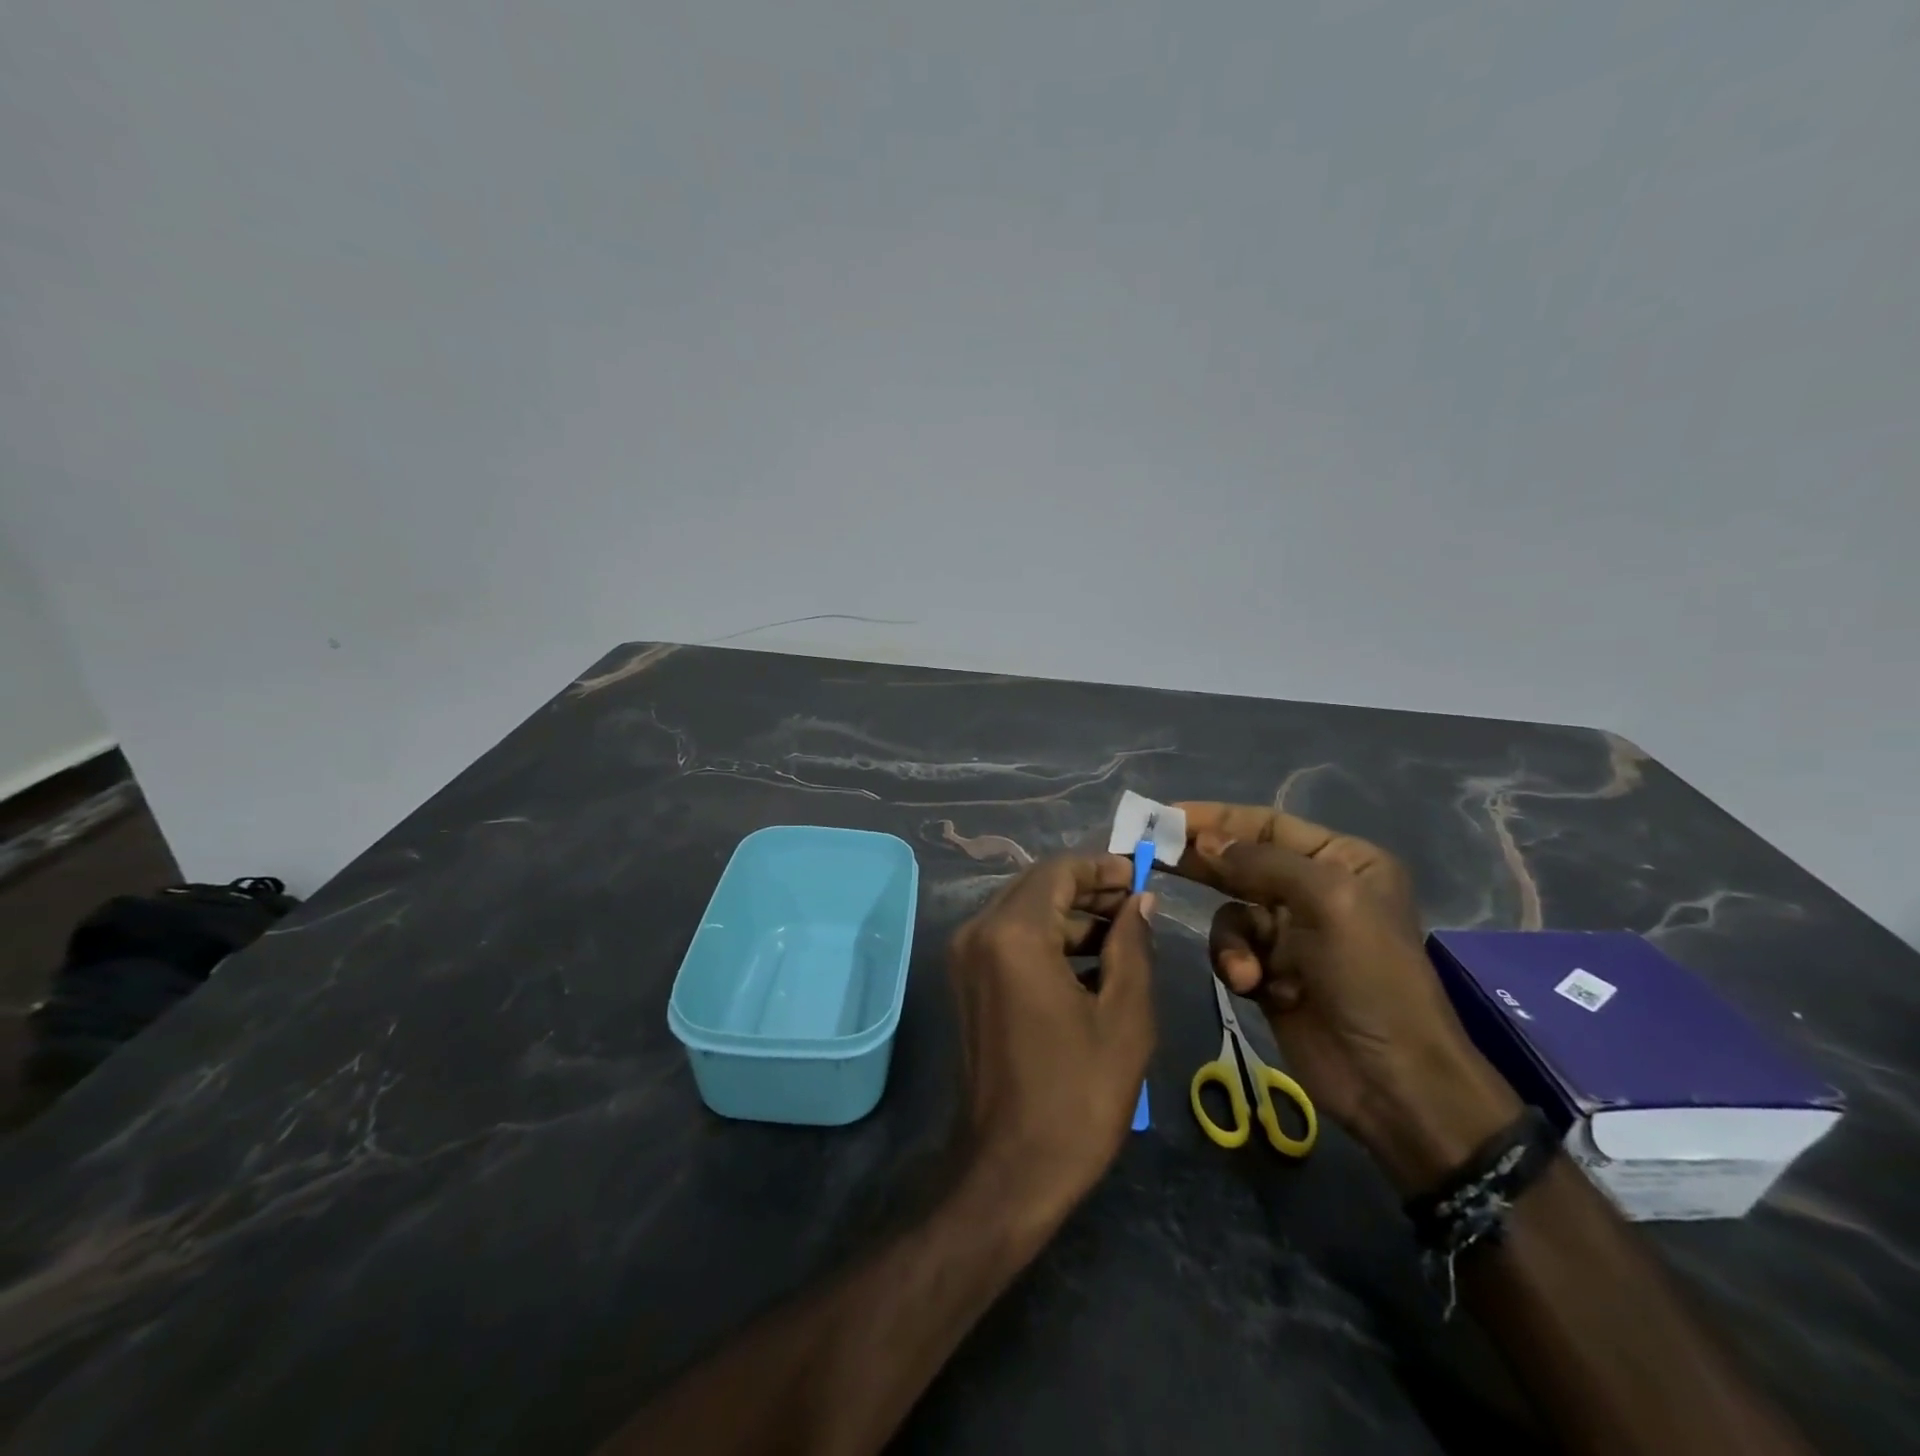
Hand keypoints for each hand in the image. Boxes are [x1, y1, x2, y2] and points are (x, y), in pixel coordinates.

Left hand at [947, 855, 1155, 1223]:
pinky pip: (1010, 939)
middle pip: (1037, 885)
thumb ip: (1132, 945)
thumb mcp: (1124, 1017)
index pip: (1058, 870)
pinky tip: (1089, 962)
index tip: (1142, 875)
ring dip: (1070, 915)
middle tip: (1136, 904)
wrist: (1011, 1169)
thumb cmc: (1077, 1095)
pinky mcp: (965, 981)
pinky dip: (1047, 939)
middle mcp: (978, 932)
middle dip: (1088, 888)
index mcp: (1013, 934)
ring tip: (1122, 935)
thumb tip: (1140, 901)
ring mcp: (964, 957)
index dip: (1103, 866)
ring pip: (1023, 910)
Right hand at [1171, 802, 1519, 1192]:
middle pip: (1242, 862)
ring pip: (1230, 911)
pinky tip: (1253, 987)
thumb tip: (1204, 842)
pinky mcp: (1271, 972)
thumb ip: (1262, 862)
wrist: (1393, 1082)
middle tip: (1153, 856)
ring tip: (1246, 971)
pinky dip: (1235, 964)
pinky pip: (1232, 949)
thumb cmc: (1371, 978)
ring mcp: (1292, 933)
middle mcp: (1315, 889)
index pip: (1266, 824)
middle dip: (1202, 863)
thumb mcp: (1328, 902)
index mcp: (1342, 861)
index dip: (1216, 818)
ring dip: (1230, 938)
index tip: (1164, 817)